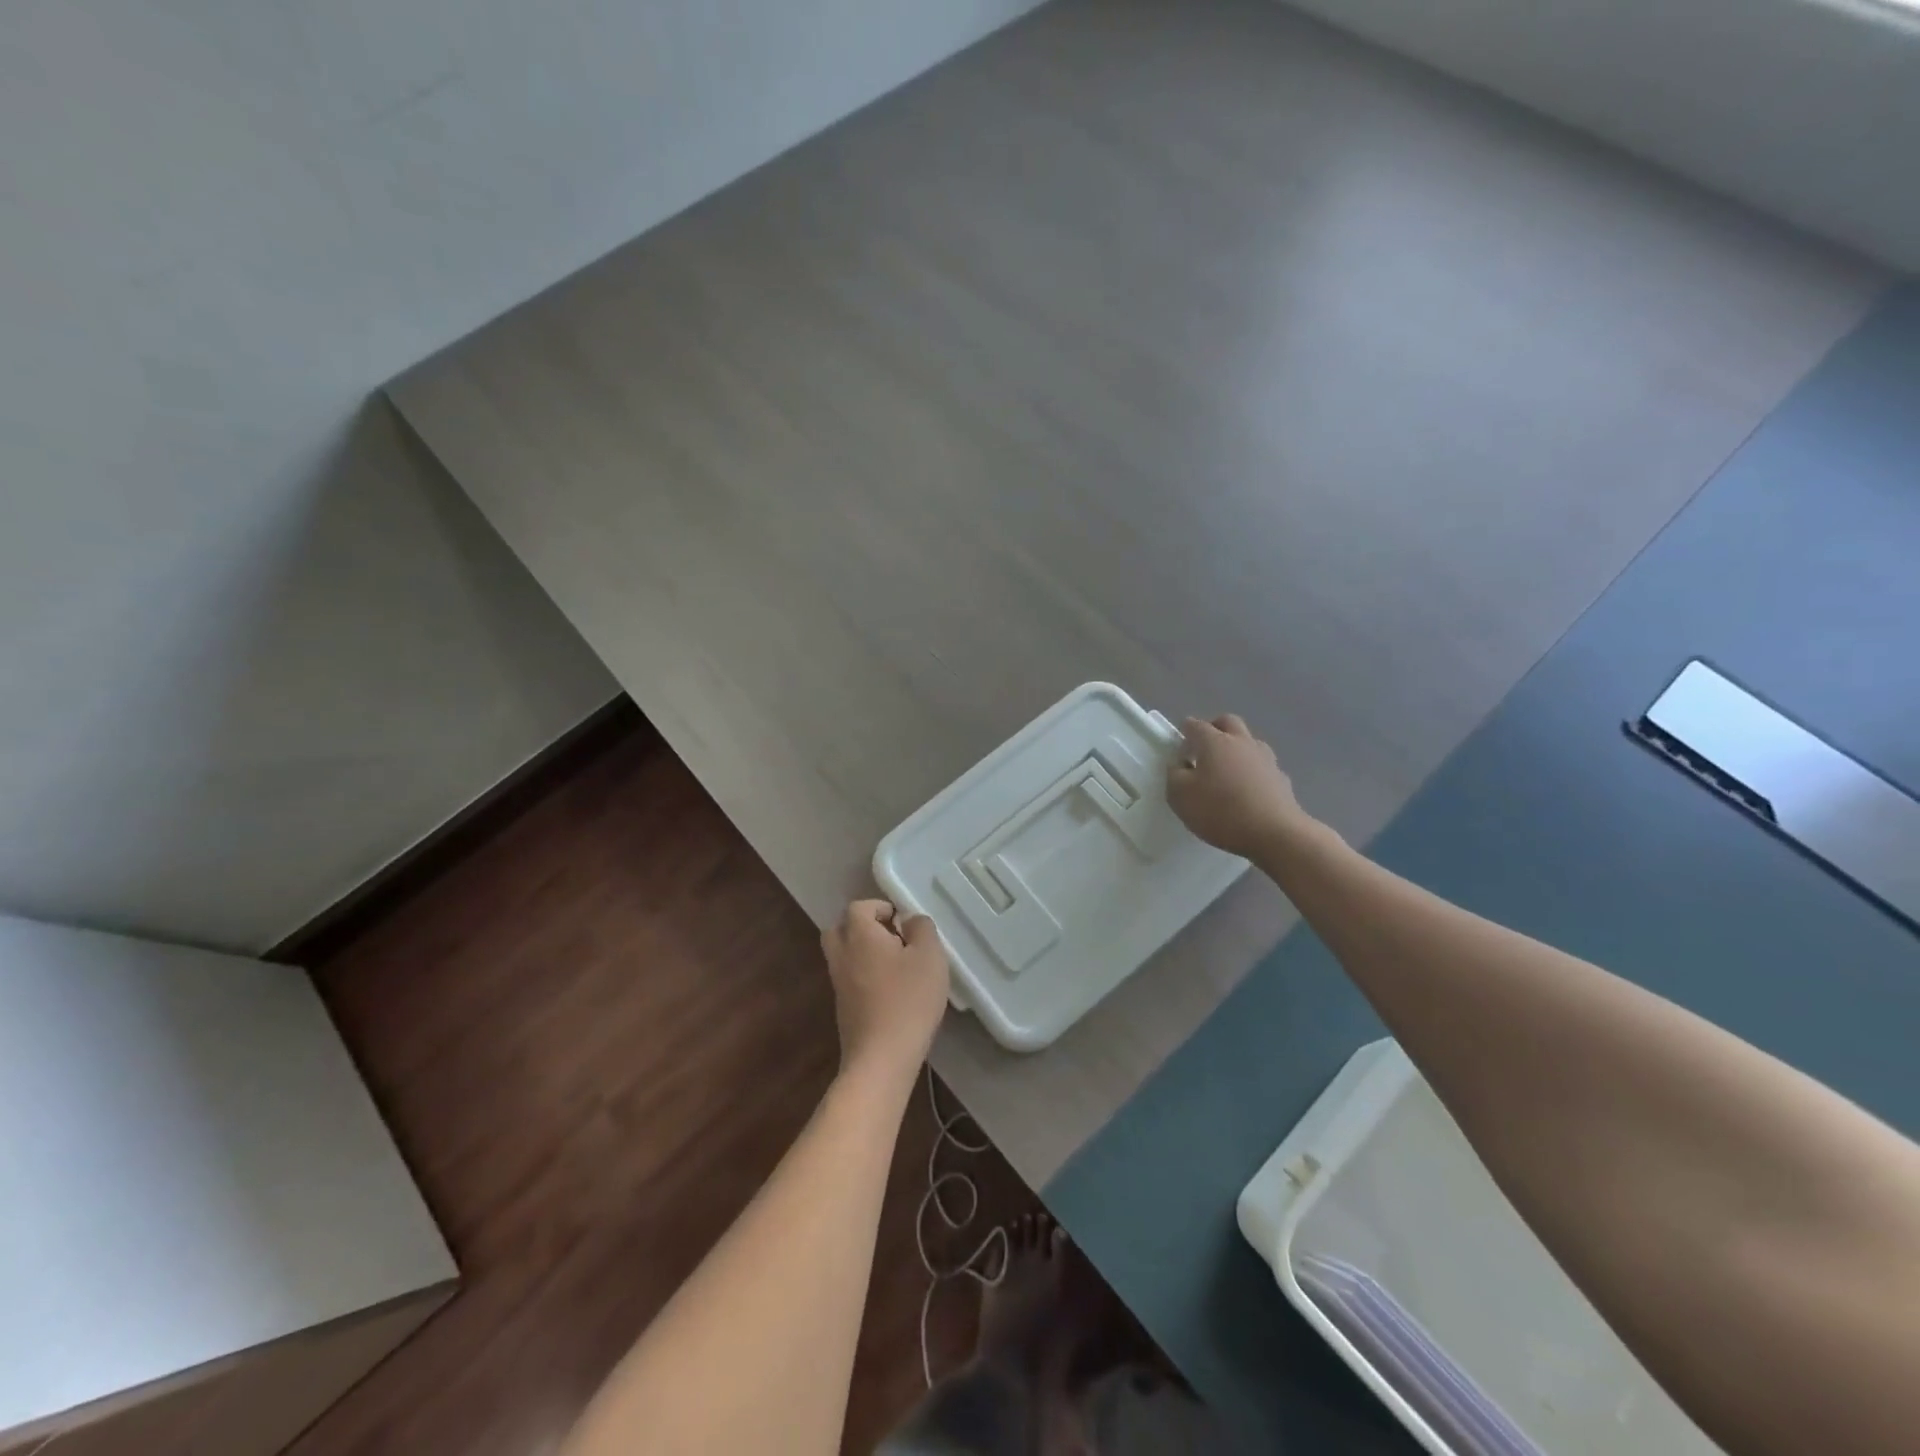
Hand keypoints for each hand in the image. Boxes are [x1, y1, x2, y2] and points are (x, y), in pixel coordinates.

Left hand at [821, 901, 950, 1081]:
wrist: (881, 1058)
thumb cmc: (908, 1000)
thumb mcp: (930, 956)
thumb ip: (922, 928)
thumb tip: (908, 920)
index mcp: (859, 935)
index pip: (858, 907)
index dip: (880, 908)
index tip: (903, 923)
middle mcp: (841, 955)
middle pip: (841, 929)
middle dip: (863, 927)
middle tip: (892, 938)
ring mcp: (838, 983)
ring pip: (843, 955)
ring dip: (863, 953)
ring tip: (895, 965)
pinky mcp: (842, 1008)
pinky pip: (849, 978)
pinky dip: (863, 975)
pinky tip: (890, 990)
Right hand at [1168, 714, 1311, 857]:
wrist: (1275, 834)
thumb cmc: (1221, 811)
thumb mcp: (1180, 796)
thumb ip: (1174, 774)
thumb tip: (1181, 764)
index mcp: (1214, 742)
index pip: (1195, 725)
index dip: (1184, 733)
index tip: (1179, 750)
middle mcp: (1242, 742)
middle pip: (1227, 722)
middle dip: (1213, 729)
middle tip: (1203, 750)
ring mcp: (1266, 759)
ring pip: (1249, 742)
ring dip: (1236, 749)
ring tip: (1226, 772)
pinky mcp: (1282, 778)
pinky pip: (1262, 766)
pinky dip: (1252, 771)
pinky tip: (1247, 792)